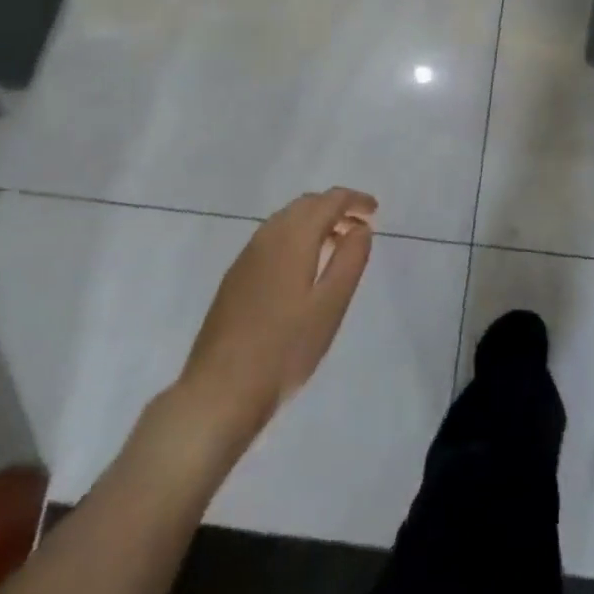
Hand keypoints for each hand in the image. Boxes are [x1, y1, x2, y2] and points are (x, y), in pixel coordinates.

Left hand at [176, 188, 375, 439]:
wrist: (218, 393)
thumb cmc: (284, 349)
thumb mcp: (330, 306)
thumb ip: (350, 260)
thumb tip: (360, 228)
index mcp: (292, 238)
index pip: (328, 201)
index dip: (354, 200)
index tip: (375, 211)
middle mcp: (267, 238)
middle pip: (305, 204)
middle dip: (334, 207)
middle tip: (359, 225)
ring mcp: (246, 258)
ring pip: (286, 220)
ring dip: (314, 221)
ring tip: (337, 243)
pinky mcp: (235, 278)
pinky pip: (272, 239)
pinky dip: (296, 237)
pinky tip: (303, 267)